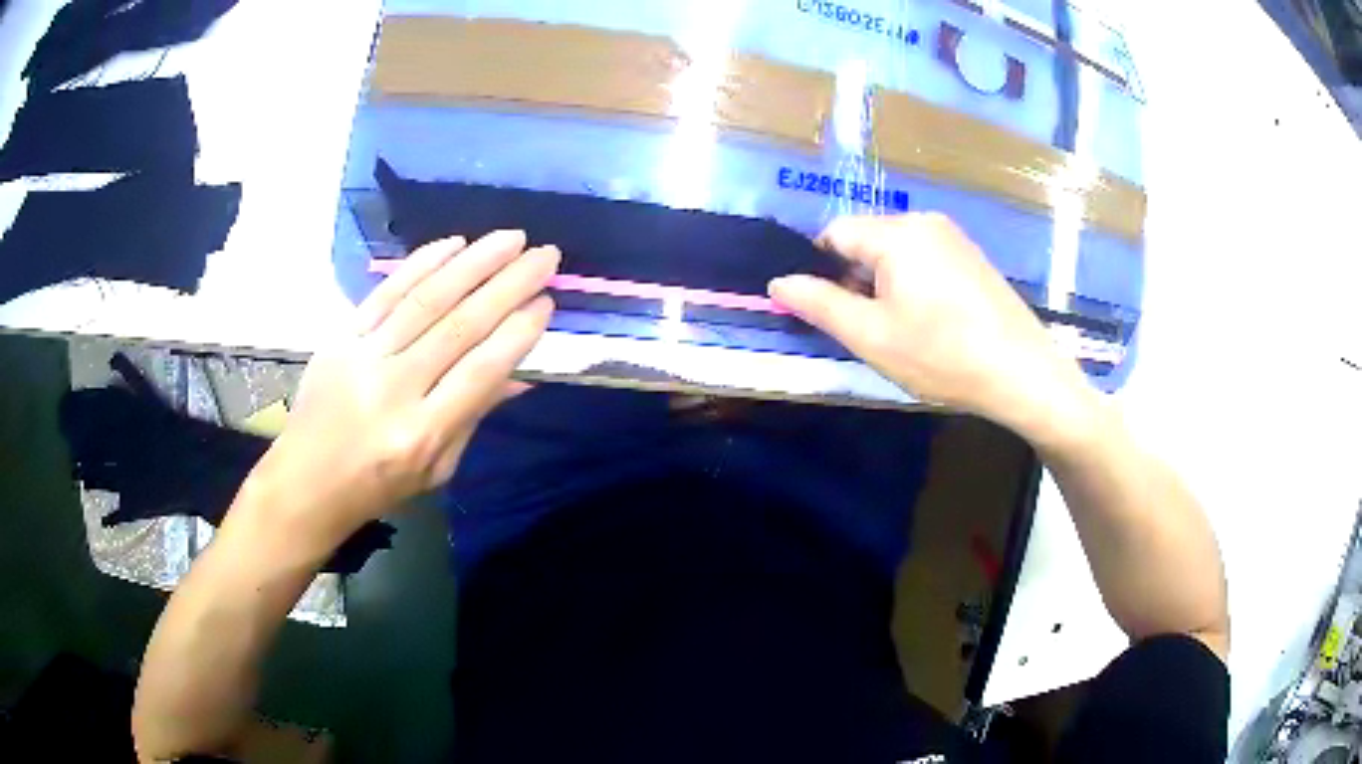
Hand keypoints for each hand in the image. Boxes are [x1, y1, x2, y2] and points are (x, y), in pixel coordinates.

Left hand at [243, 230, 558, 550]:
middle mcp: (395, 389)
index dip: (518, 332)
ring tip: (511, 237)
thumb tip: (519, 373)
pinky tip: (453, 243)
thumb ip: (475, 415)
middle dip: (508, 284)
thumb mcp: (437, 468)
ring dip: (473, 262)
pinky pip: (386, 293)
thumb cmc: (377, 485)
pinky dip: (421, 264)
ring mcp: (364, 358)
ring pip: (426, 300)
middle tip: (544, 255)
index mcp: (422, 433)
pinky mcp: (341, 338)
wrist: (306, 480)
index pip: (481, 371)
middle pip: (459, 326)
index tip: (547, 301)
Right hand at [769, 213, 1095, 445]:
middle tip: (867, 330)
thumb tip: (778, 282)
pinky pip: (925, 259)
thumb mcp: (870, 336)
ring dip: (884, 285)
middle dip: (854, 279)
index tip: (829, 313)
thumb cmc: (942, 355)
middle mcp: (924, 221)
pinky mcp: (973, 257)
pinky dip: (913, 284)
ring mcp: (954, 237)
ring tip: (901, 332)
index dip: (819, 270)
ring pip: (896, 251)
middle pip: (866, 240)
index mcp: (895, 232)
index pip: (833, 233)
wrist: (1023, 373)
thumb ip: (818, 304)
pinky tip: (931, 324)